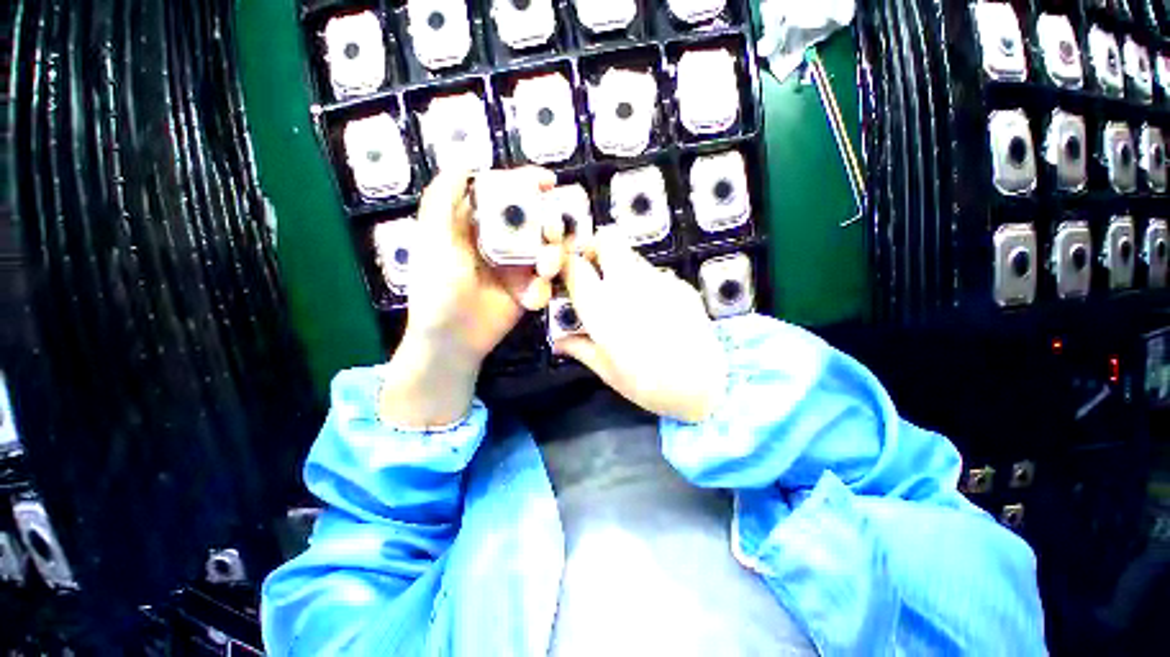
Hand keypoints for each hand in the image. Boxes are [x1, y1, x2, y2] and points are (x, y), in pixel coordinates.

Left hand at [379, 168, 564, 427]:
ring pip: (546, 250)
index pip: (506, 195)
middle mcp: (501, 242)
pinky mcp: (528, 290)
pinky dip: (544, 286)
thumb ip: (443, 201)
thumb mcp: (434, 241)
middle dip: (548, 223)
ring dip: (552, 255)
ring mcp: (518, 267)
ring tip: (547, 267)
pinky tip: (531, 298)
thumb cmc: (436, 289)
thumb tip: (462, 162)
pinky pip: (546, 281)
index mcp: (478, 225)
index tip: (549, 181)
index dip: (527, 184)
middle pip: (534, 221)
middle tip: (552, 232)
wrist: (452, 339)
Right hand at [553, 228, 727, 422]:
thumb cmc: (646, 384)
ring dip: (622, 267)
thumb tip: (559, 342)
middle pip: (608, 239)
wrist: (701, 386)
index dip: (567, 263)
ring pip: (632, 256)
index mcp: (601, 307)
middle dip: (596, 247)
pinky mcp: (680, 285)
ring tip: (627, 297)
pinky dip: (647, 283)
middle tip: (595, 270)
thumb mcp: (607, 370)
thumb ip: (580, 348)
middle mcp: (628, 284)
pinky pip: (655, 274)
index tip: (568, 273)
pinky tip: (656, 309)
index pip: (574, 265)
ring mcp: (658, 280)